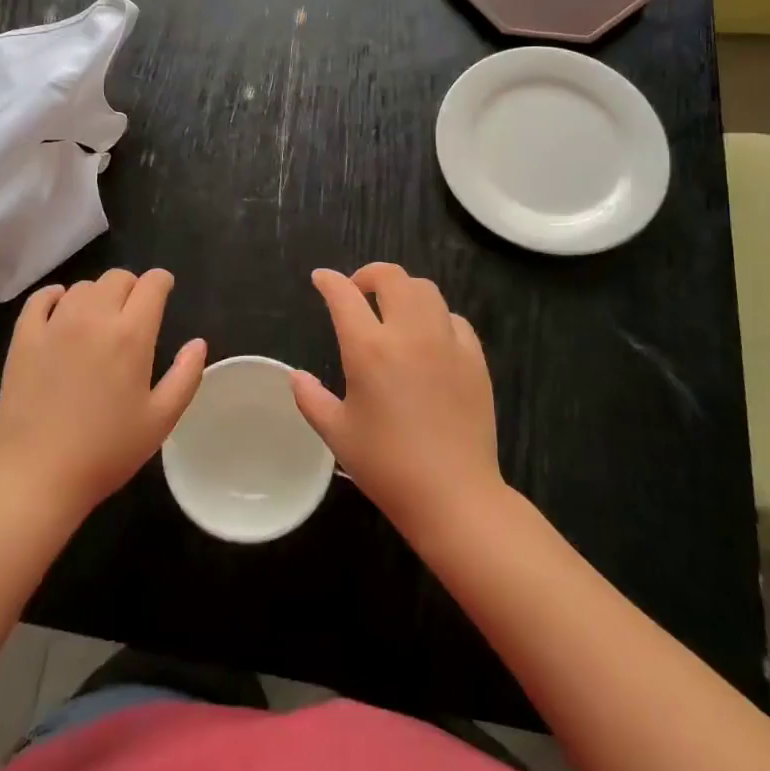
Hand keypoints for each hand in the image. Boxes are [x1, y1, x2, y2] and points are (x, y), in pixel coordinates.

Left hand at [0, 268, 205, 521]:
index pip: (152, 284)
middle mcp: (94, 317)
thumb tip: (198, 344)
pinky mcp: (24, 337)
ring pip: (82, 287)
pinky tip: (60, 310)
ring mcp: (55, 324)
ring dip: (97, 295)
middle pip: (117, 277)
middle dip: (132, 287)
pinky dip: (56, 297)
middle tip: (133, 313)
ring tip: (98, 320)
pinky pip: (41, 298)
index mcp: (132, 334)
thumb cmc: (106, 451)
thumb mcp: (161, 420)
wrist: (37, 475)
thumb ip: (186, 376)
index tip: (164, 292)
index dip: (163, 282)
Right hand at [293, 263, 504, 538]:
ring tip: (394, 309)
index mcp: (369, 349)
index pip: (343, 295)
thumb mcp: (337, 434)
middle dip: (368, 274)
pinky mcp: (474, 357)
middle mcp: (409, 333)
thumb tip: (295, 376)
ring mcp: (447, 342)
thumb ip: (311, 398)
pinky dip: (435, 316)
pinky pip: (453, 318)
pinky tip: (429, 337)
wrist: (454, 495)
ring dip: (403, 290)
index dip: (329, 281)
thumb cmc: (387, 466)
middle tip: (359, 292)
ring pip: (426, 289)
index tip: (321, 279)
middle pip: (391, 276)